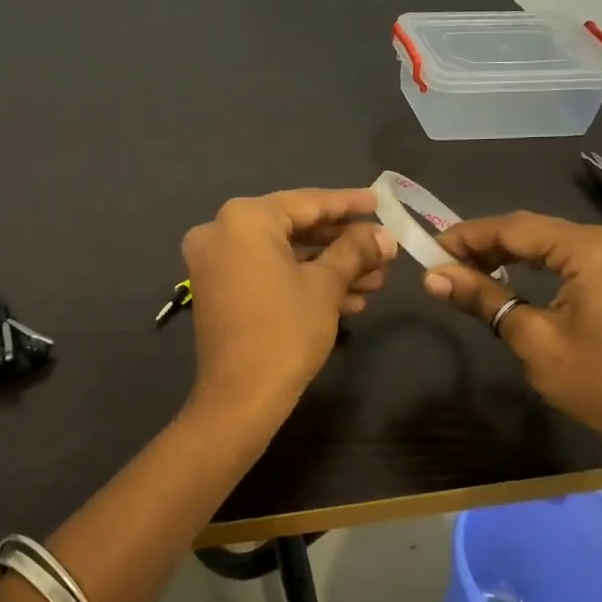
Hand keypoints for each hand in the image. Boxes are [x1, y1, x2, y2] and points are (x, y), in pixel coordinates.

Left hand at [182, 189, 396, 424]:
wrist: (240, 398)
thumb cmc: (285, 331)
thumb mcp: (326, 285)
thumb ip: (355, 250)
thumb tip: (385, 236)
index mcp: (244, 219)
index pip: (307, 202)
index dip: (349, 204)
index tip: (381, 202)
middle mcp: (221, 231)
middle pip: (295, 228)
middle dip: (343, 244)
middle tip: (383, 250)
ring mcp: (216, 262)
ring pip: (284, 254)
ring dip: (329, 268)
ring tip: (376, 280)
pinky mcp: (219, 289)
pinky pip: (267, 273)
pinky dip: (303, 282)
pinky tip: (350, 300)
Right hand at [422, 212, 601, 452]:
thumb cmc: (596, 381)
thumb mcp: (531, 338)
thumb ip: (482, 298)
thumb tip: (431, 277)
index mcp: (590, 248)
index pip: (514, 228)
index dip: (467, 236)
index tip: (429, 250)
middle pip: (531, 229)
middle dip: (484, 243)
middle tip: (443, 263)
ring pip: (547, 242)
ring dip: (505, 253)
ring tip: (465, 270)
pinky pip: (565, 257)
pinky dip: (532, 264)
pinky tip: (506, 275)